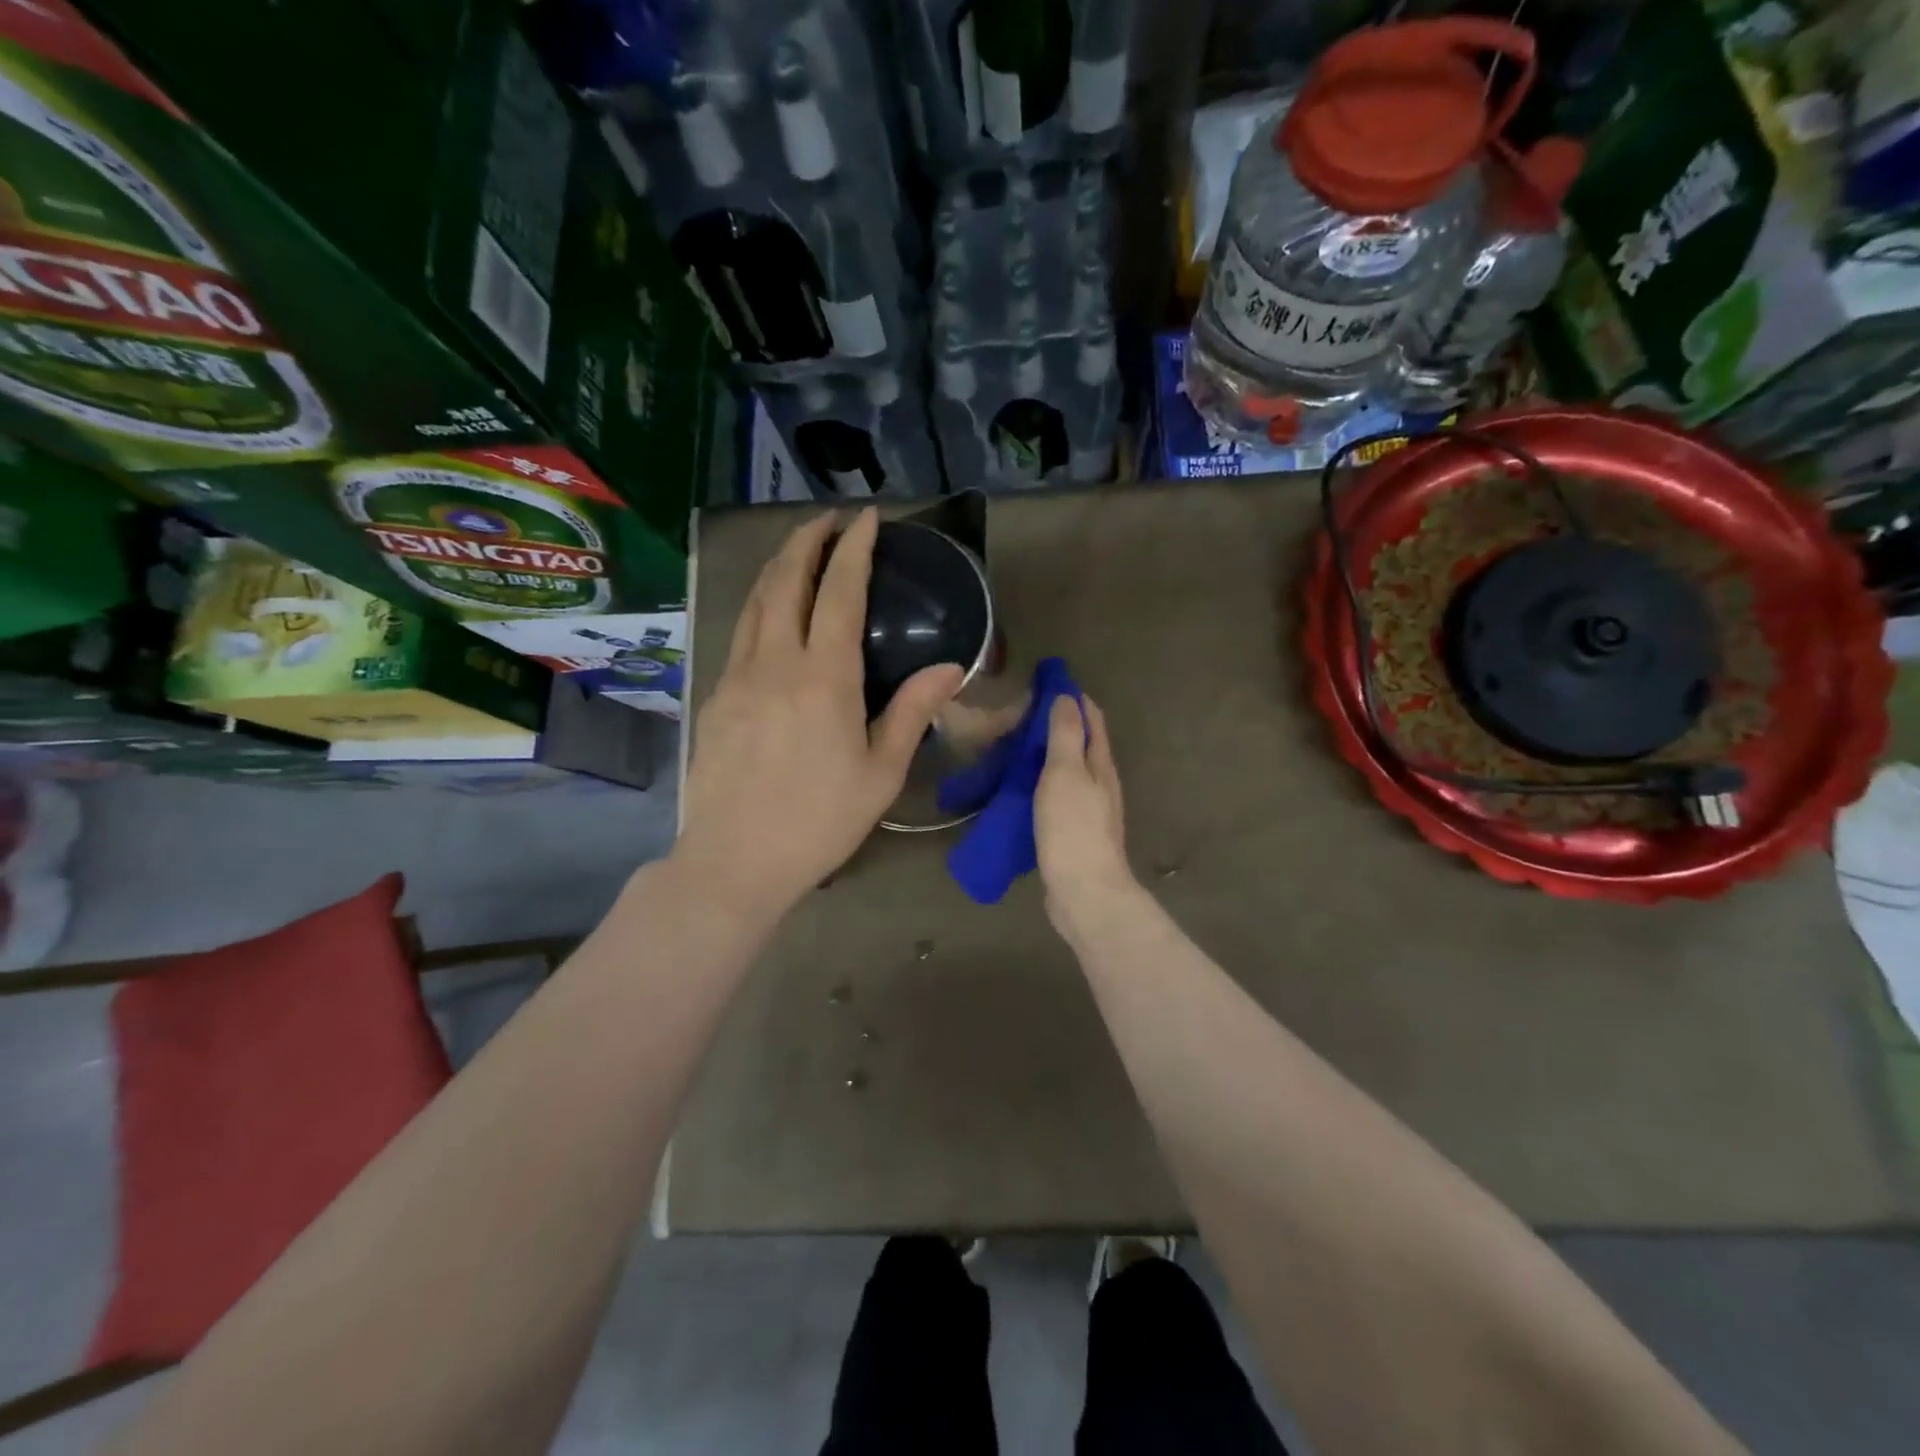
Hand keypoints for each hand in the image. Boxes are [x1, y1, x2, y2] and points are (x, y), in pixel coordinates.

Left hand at [676, 509, 963, 914]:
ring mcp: (738, 676)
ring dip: (778, 566)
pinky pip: (740, 633)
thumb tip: (950, 668)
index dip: (855, 549)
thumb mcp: (882, 772)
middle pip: (786, 581)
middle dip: (807, 539)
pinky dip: (759, 605)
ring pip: (755, 601)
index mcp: (825, 677)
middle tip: (829, 519)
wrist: (737, 859)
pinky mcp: (717, 697)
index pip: (840, 593)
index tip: (867, 518)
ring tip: (799, 550)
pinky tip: (770, 614)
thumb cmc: (820, 820)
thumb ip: (913, 712)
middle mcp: (776, 662)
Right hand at [1034, 694, 1134, 931]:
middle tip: (1018, 715)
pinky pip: (1055, 797)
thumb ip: (1066, 735)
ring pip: (1067, 772)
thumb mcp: (1066, 773)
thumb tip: (1067, 697)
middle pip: (1080, 744)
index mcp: (1100, 764)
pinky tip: (1017, 789)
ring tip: (1012, 747)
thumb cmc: (1073, 828)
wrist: (1083, 892)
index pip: (1091, 718)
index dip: (1072, 698)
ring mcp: (1088, 810)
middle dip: (1056, 725)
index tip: (1043, 683)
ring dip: (1045, 756)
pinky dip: (1039, 785)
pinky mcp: (1072, 833)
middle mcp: (1100, 783)